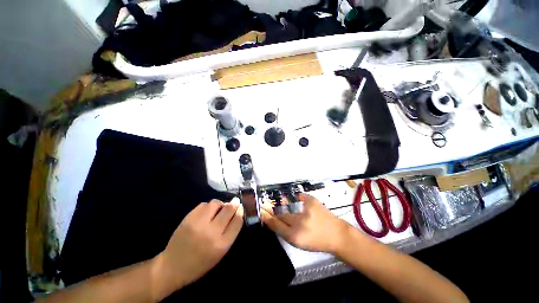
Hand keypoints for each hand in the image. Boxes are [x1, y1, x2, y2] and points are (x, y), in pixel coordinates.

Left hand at [153, 198, 243, 292]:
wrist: (172, 267)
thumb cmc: (200, 264)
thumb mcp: (220, 254)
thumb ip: (230, 233)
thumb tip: (236, 213)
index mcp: (222, 244)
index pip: (237, 221)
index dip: (241, 211)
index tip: (241, 207)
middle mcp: (212, 232)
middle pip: (228, 209)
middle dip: (234, 204)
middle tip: (235, 201)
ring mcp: (198, 224)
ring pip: (216, 203)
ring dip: (221, 204)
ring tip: (220, 208)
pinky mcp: (188, 219)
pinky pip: (203, 205)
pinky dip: (208, 206)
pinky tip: (208, 211)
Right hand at [261, 193, 351, 252]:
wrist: (336, 234)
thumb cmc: (316, 240)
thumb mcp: (298, 242)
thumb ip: (283, 230)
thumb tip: (272, 219)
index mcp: (294, 235)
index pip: (275, 224)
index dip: (267, 216)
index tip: (262, 211)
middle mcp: (298, 221)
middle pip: (280, 213)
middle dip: (274, 210)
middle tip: (270, 207)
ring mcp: (305, 208)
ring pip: (287, 205)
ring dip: (284, 205)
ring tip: (287, 207)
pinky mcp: (311, 200)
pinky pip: (298, 197)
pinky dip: (296, 199)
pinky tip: (298, 203)